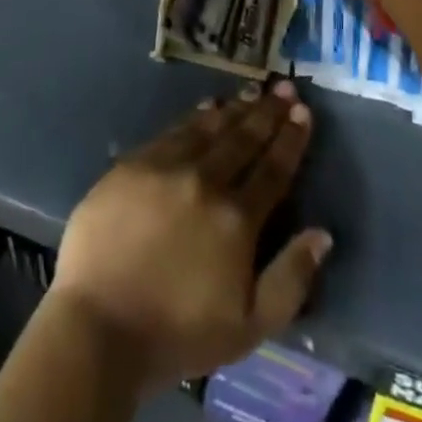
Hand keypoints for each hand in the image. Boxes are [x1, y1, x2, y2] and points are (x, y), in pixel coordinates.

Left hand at [49, 83, 331, 386]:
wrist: (99, 324)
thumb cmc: (177, 334)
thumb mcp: (250, 327)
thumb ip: (291, 278)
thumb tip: (322, 233)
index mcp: (237, 219)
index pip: (273, 169)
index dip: (290, 139)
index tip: (303, 111)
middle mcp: (205, 181)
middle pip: (243, 139)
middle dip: (267, 112)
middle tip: (284, 87)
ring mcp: (166, 167)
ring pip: (209, 128)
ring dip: (234, 108)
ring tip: (252, 91)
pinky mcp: (133, 164)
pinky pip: (173, 130)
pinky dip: (196, 116)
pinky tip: (207, 108)